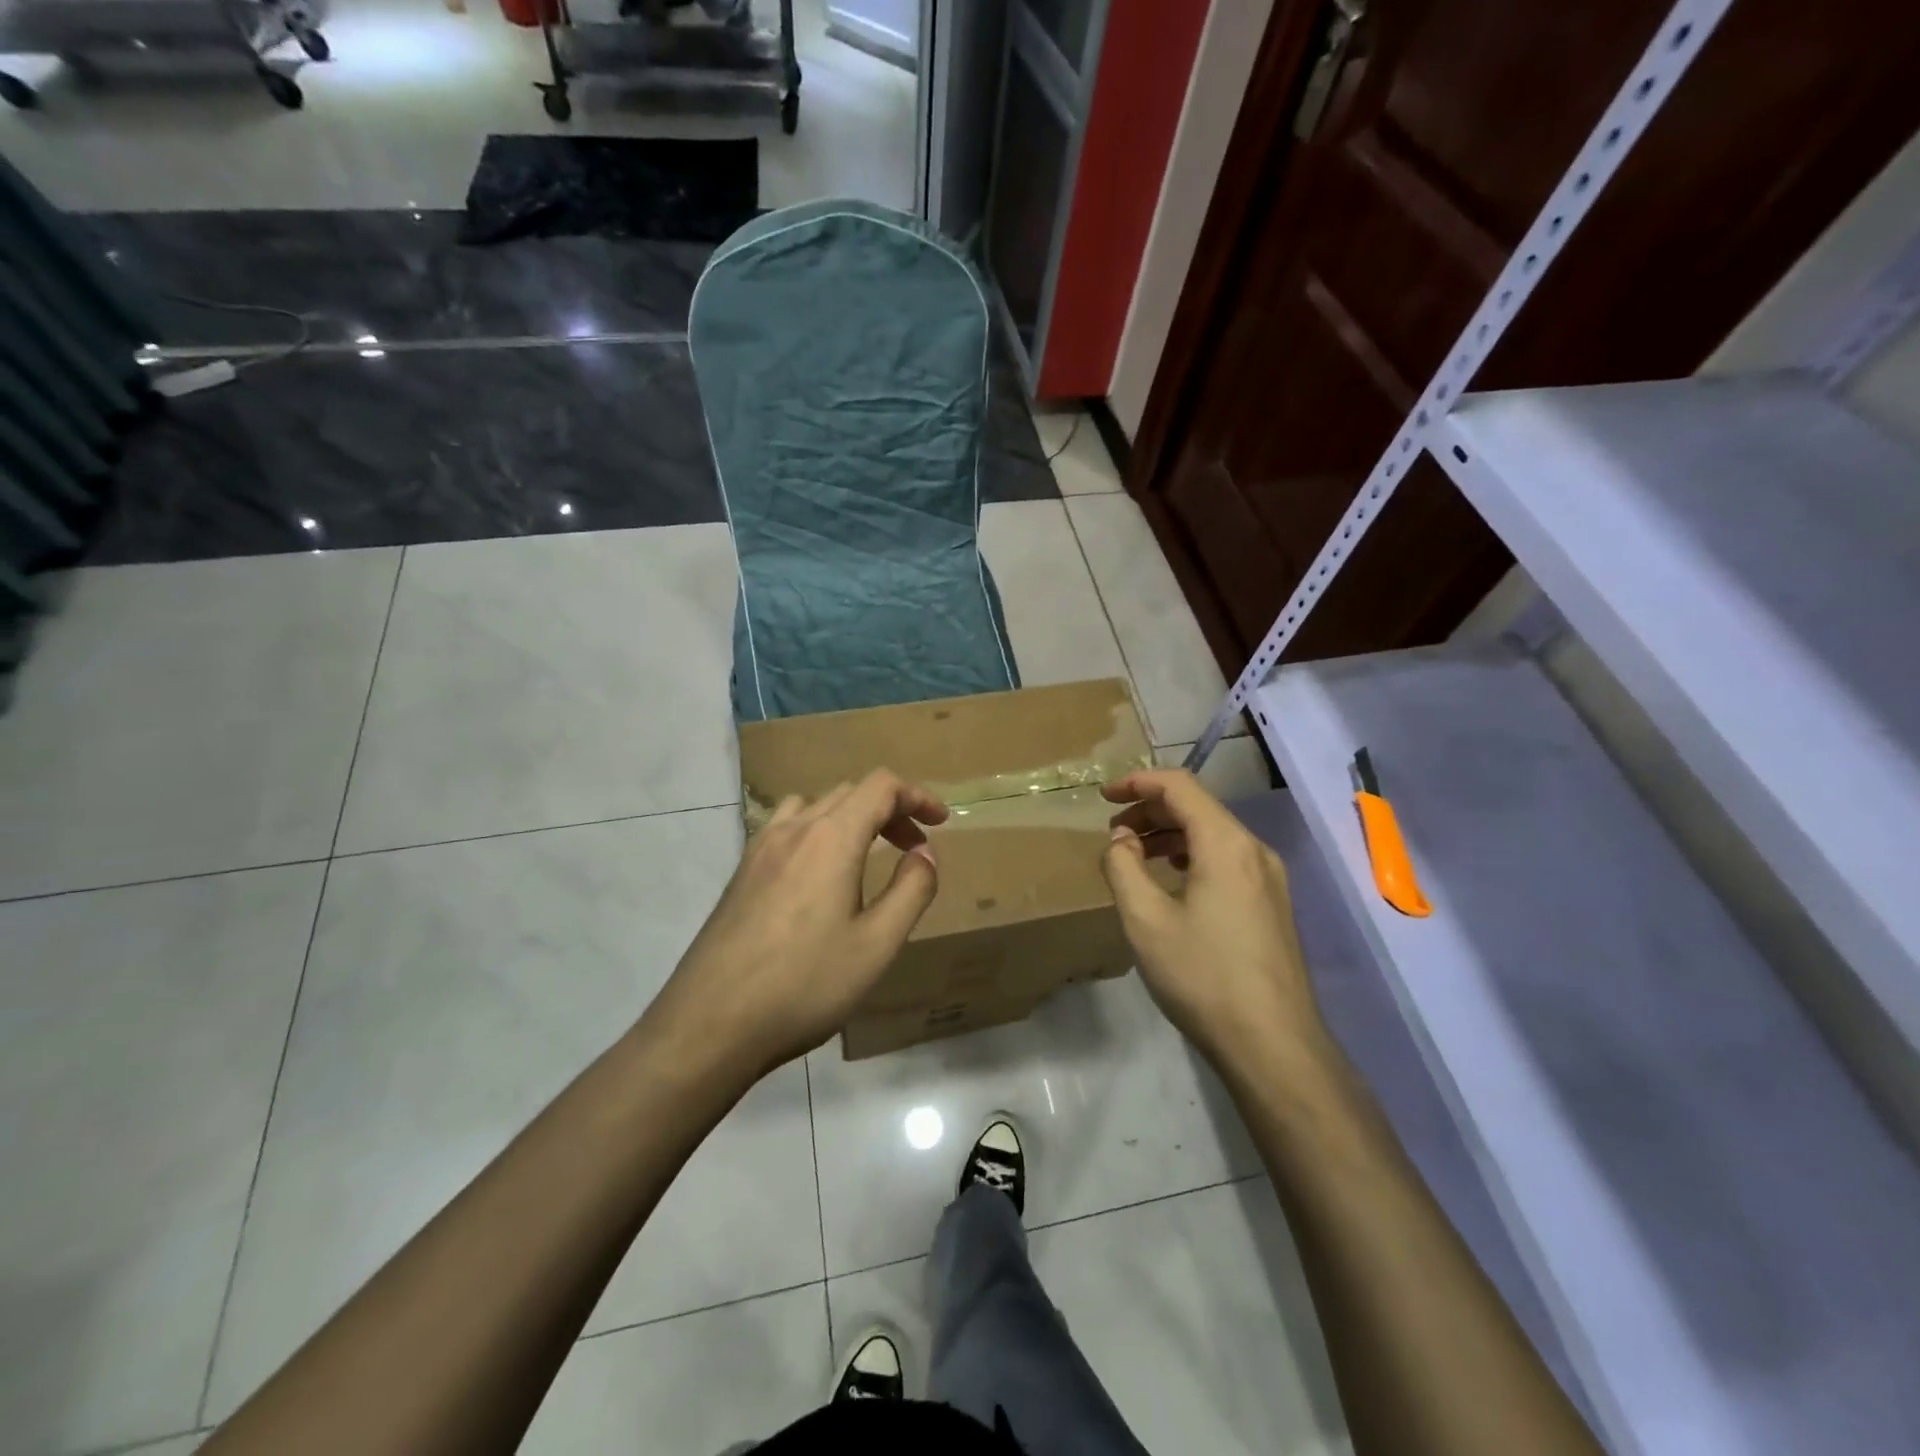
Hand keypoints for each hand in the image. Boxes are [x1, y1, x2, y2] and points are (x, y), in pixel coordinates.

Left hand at [644, 770, 947, 1080]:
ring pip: (815, 806)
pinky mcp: (741, 873)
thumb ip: (911, 890)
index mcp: (830, 838)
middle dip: (890, 810)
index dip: (917, 796)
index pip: (880, 787)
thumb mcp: (876, 944)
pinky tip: (819, 877)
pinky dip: (818, 832)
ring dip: (851, 818)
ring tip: (867, 856)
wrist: (709, 1024)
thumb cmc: (804, 985)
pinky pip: (787, 828)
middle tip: (913, 849)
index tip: (940, 822)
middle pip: (849, 792)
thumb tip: (925, 854)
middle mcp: (793, 830)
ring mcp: (760, 849)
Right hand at [1100, 769, 1325, 1072]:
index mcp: (1226, 844)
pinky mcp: (1272, 904)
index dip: (1137, 782)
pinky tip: (1172, 881)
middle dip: (1150, 810)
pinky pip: (1227, 860)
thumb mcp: (1145, 920)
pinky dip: (1192, 855)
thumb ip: (1124, 867)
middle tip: (1113, 832)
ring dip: (1170, 834)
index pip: (1180, 786)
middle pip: (1198, 807)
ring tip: (1134, 855)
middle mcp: (1254, 850)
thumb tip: (1121, 839)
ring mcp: (1269, 878)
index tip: (1104, 797)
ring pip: (1214, 834)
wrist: (1273, 1044)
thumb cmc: (1203, 976)